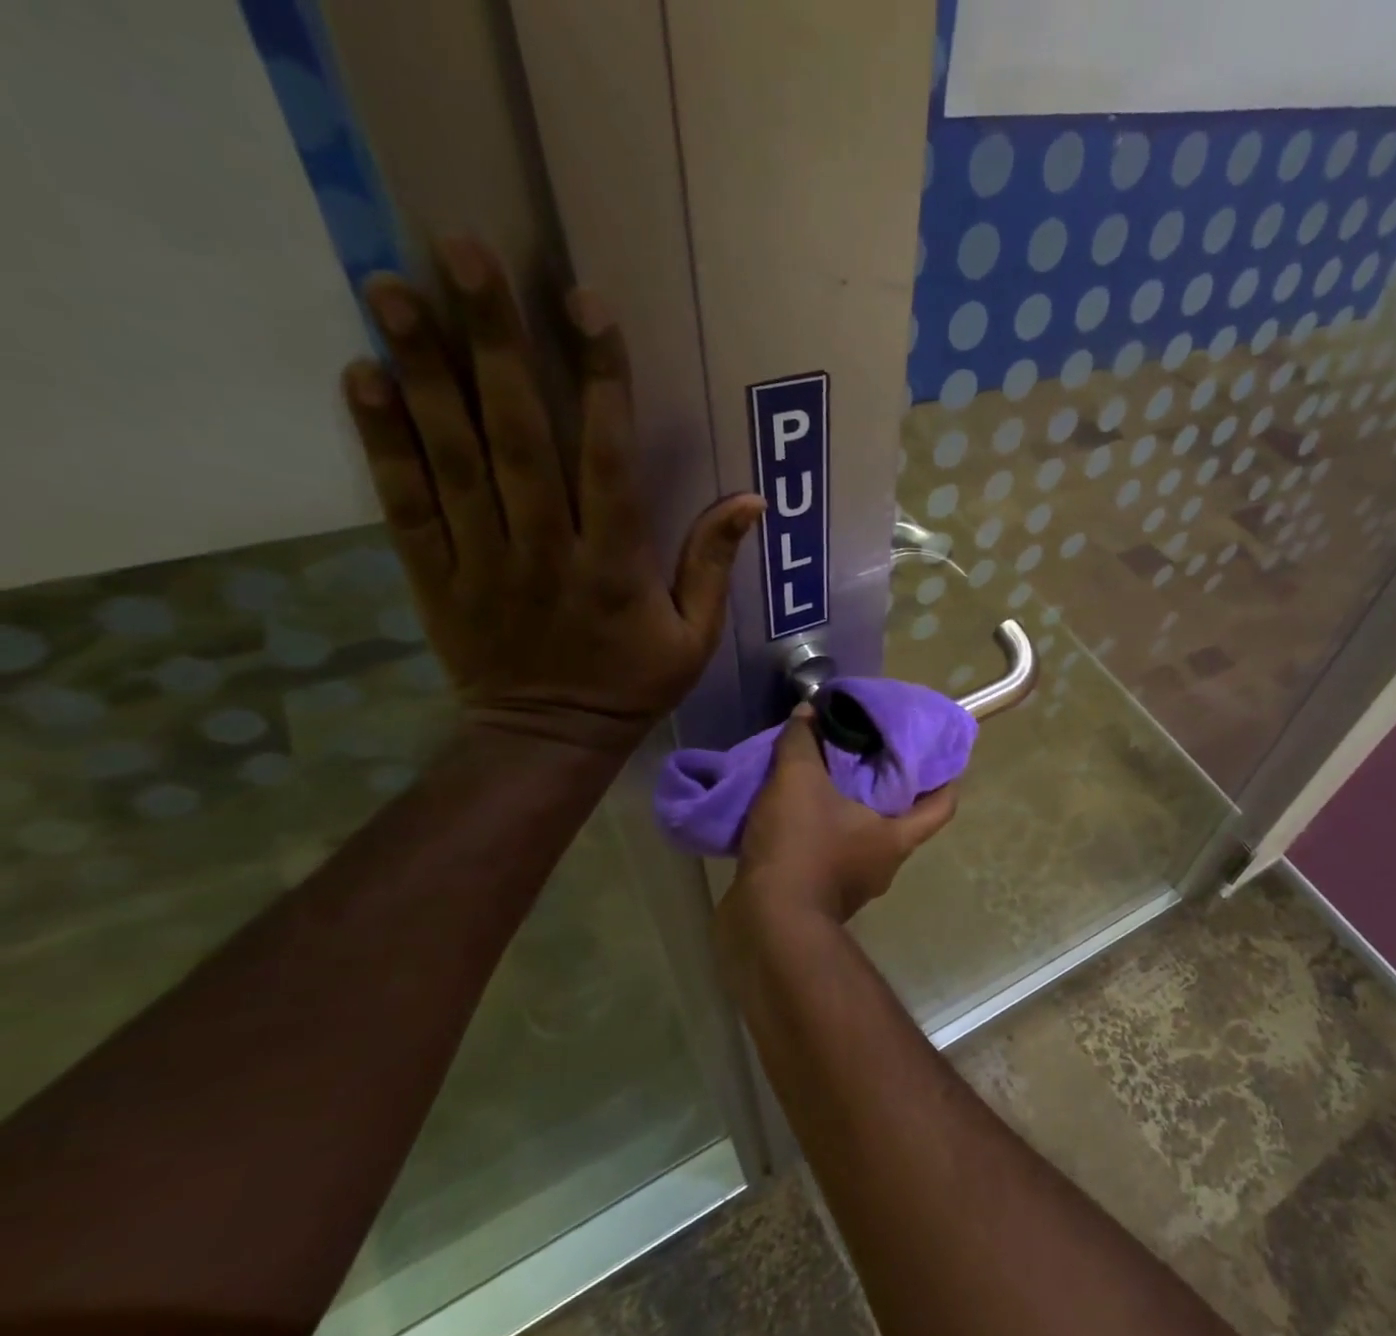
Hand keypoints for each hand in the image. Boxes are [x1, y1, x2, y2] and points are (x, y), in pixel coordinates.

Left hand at [341, 237, 762, 755]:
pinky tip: (363, 377)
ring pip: (454, 460)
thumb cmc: (633, 684)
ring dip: (423, 373)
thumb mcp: (697, 636)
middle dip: (494, 345)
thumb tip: (750, 500)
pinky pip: (407, 505)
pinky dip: (383, 444)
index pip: (609, 462)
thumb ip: (714, 565)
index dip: (600, 383)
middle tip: (462, 254)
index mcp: (616, 566)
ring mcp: (484, 561)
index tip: (587, 307)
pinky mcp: (435, 576)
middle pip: (519, 439)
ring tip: (391, 287)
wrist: (549, 739)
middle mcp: (547, 551)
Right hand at [731, 707, 957, 923]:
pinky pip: (832, 856)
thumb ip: (802, 743)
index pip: (943, 806)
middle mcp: (885, 864)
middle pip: (901, 819)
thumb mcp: (798, 782)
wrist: (767, 924)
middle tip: (872, 754)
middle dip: (889, 788)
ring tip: (829, 778)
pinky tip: (798, 812)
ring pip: (863, 838)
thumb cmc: (801, 848)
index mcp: (896, 837)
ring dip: (850, 811)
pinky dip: (823, 834)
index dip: (948, 779)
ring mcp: (856, 885)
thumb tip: (807, 713)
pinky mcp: (825, 898)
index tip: (941, 754)